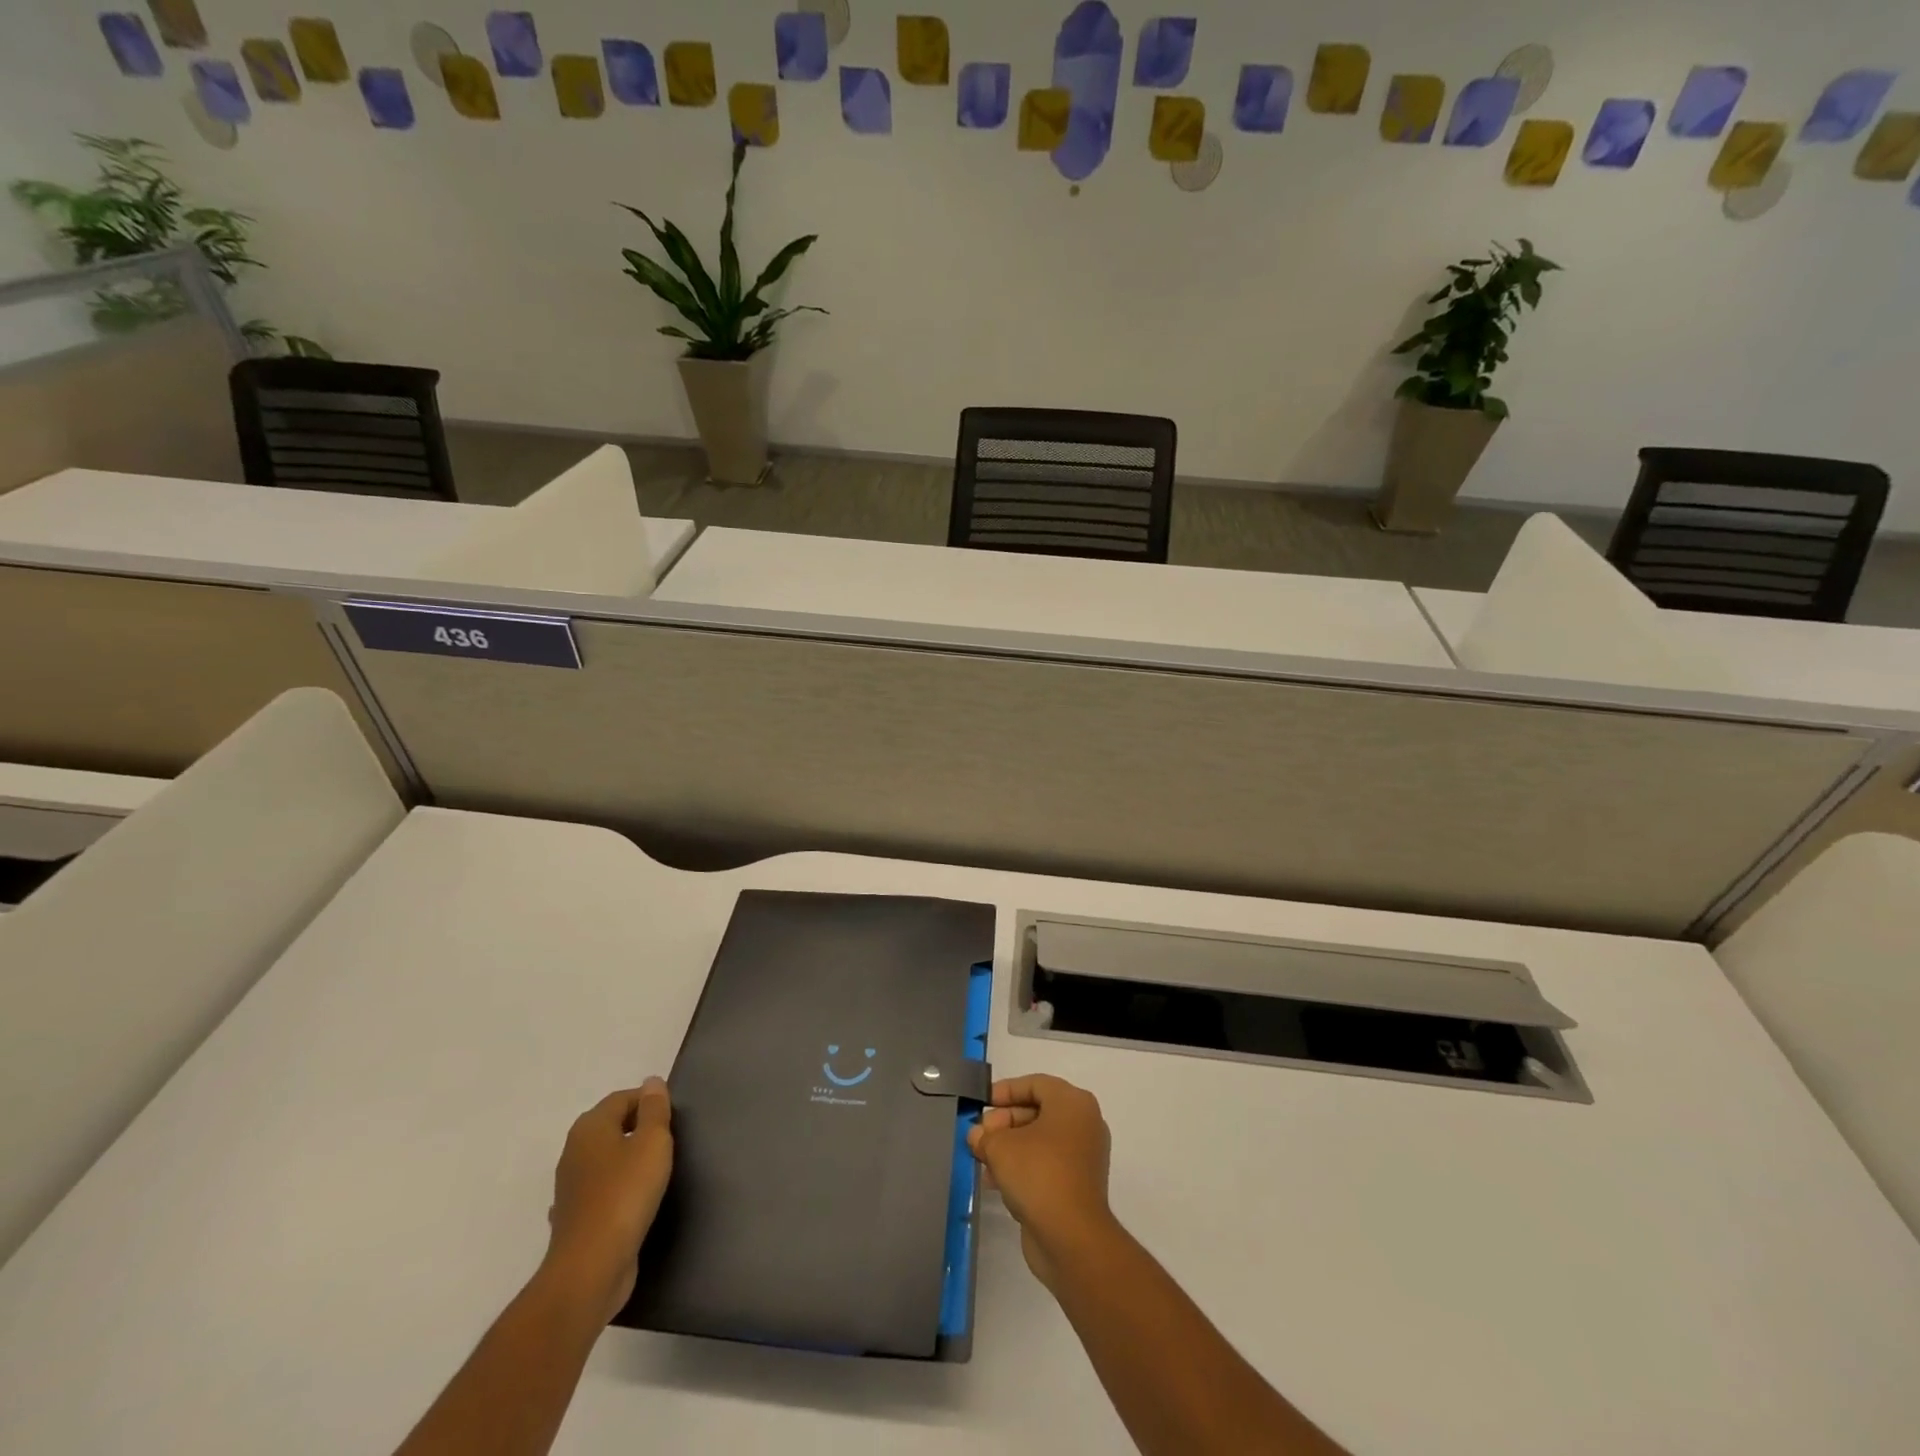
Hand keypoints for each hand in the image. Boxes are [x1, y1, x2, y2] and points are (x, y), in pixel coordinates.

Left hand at [542, 1080, 674, 1322]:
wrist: (590, 1267)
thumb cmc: (626, 1193)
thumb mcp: (653, 1142)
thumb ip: (655, 1110)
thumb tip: (651, 1082)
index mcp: (590, 1127)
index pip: (623, 1098)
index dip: (650, 1102)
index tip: (674, 1119)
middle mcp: (574, 1150)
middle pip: (611, 1126)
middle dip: (639, 1128)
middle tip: (669, 1142)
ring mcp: (570, 1187)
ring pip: (604, 1159)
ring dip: (626, 1160)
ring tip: (655, 1171)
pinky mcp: (574, 1218)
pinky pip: (599, 1191)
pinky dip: (614, 1190)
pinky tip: (630, 1202)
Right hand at [968, 1074, 1115, 1287]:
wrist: (1072, 1238)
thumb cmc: (1038, 1174)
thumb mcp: (1001, 1147)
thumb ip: (985, 1135)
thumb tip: (977, 1136)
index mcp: (1073, 1103)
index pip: (1035, 1084)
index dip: (1005, 1091)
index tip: (981, 1103)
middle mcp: (1084, 1123)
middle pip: (1037, 1111)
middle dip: (1004, 1122)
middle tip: (980, 1136)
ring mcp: (1083, 1156)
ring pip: (1040, 1140)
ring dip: (1009, 1147)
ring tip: (982, 1161)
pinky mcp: (1078, 1185)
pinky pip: (1046, 1164)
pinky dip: (1022, 1167)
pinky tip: (996, 1182)